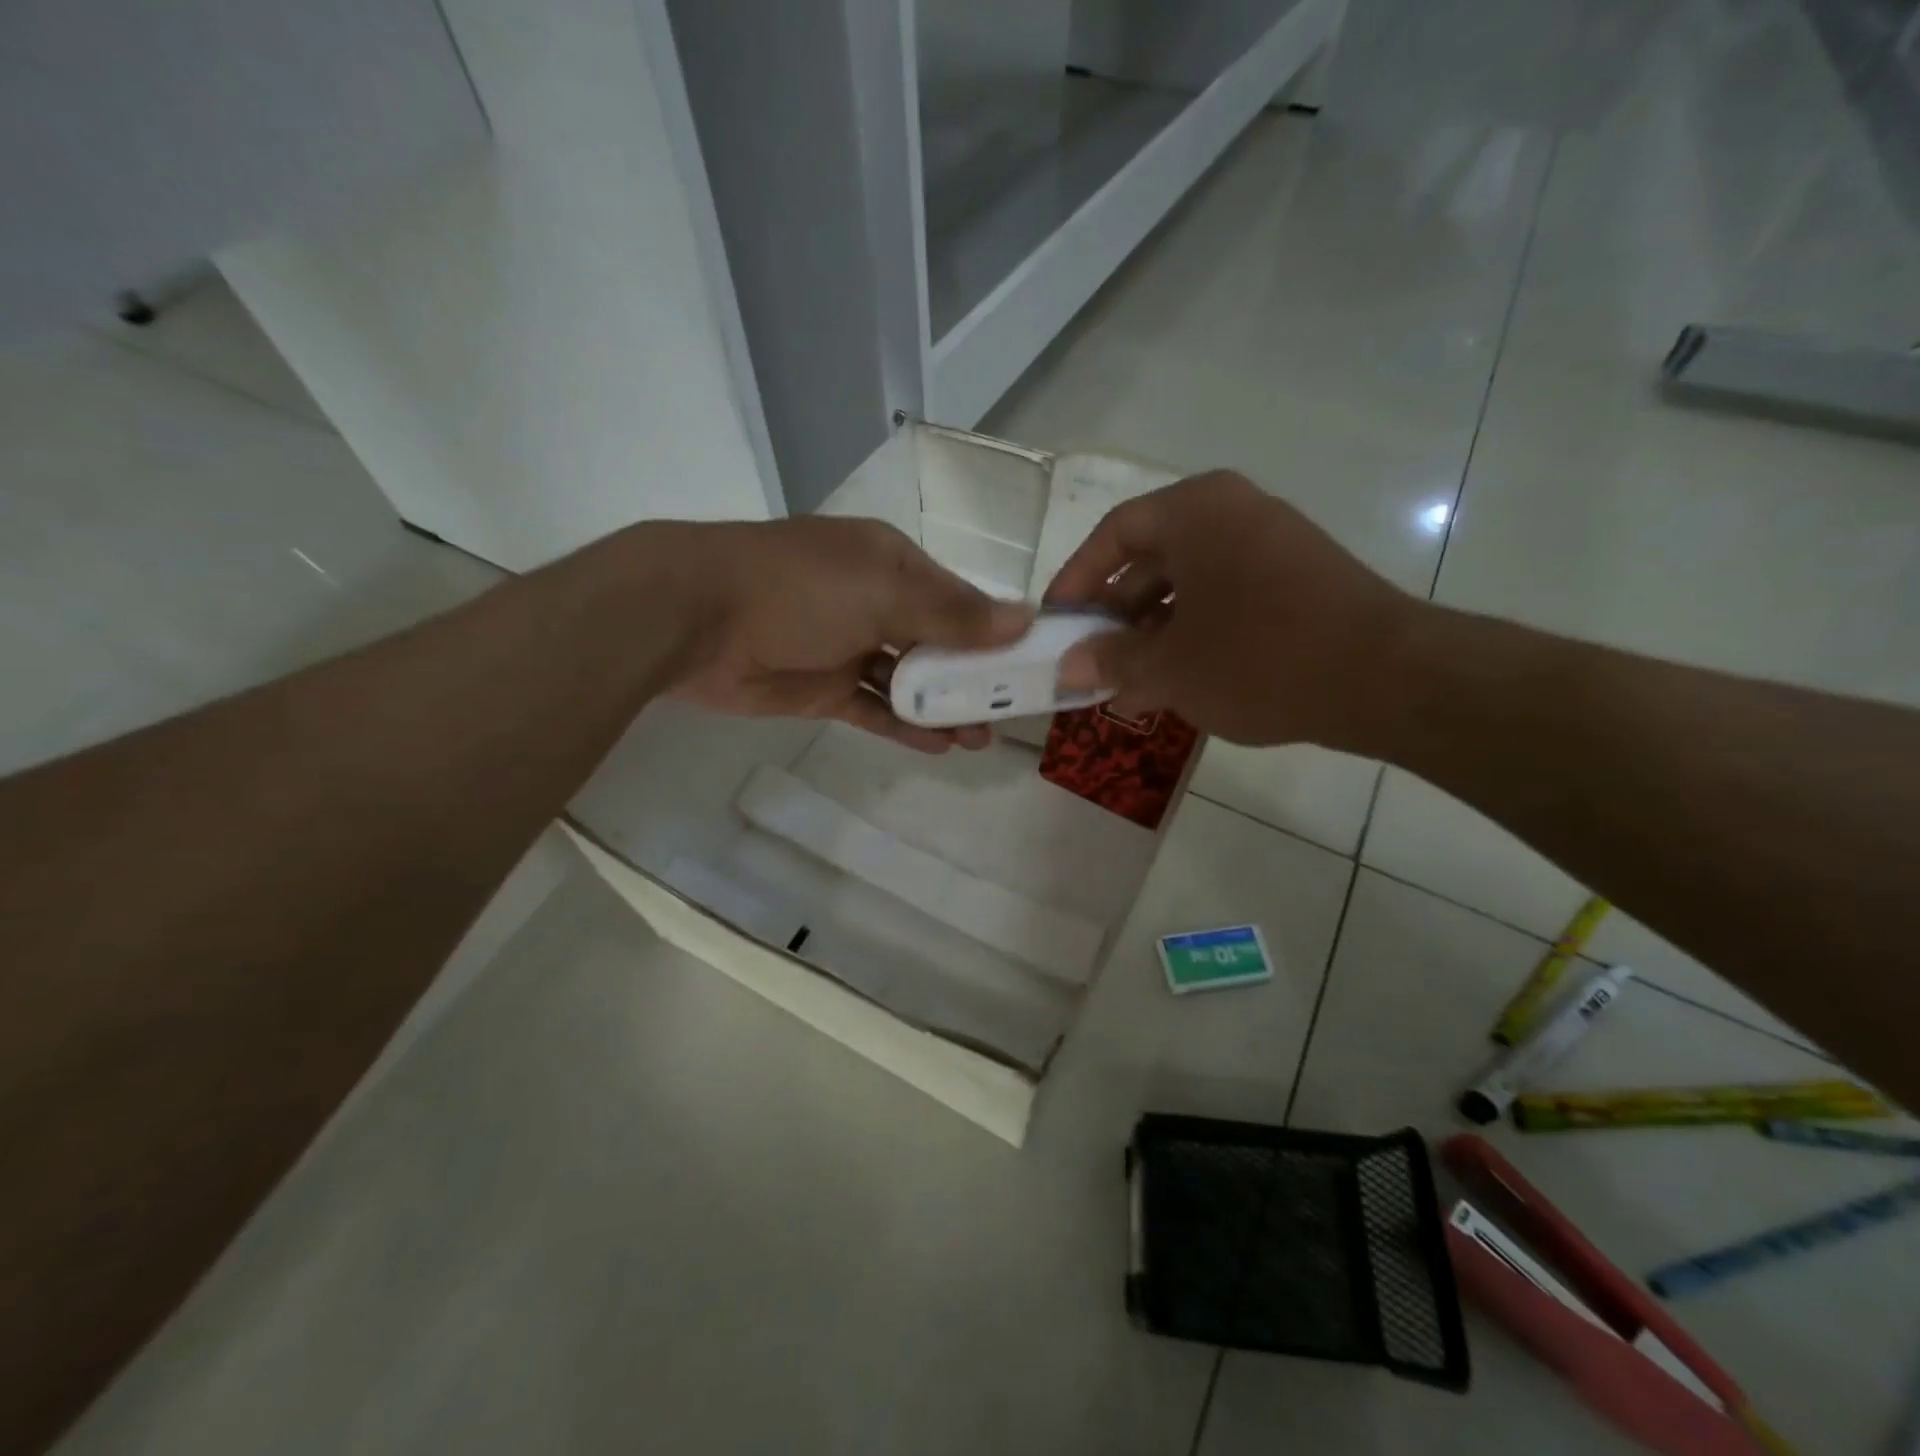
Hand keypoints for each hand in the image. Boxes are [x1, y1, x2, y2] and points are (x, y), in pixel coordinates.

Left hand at [668, 516, 1031, 751]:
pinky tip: (940, 746)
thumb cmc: (798, 589)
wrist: (694, 619)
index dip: (998, 631)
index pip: (960, 599)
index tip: (1034, 664)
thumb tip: (1024, 619)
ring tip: (981, 738)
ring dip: (944, 707)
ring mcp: (848, 647)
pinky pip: (874, 709)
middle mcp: (875, 601)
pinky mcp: (823, 688)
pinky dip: (905, 726)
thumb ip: (952, 612)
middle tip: (1011, 712)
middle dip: (974, 677)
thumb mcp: (883, 590)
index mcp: (893, 563)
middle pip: (938, 643)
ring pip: (909, 681)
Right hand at [1045, 472, 1415, 747]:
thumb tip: (1066, 669)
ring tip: (1128, 682)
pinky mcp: (1296, 579)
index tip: (1056, 624)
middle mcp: (1232, 512)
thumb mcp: (1170, 666)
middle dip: (1115, 616)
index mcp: (1195, 511)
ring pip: (1187, 584)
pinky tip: (1178, 680)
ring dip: (1151, 632)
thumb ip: (1110, 661)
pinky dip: (1192, 634)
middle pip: (1150, 559)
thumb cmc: (1260, 658)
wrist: (1387, 679)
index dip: (1077, 581)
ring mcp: (1270, 544)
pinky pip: (1224, 597)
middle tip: (1090, 661)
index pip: (1114, 534)